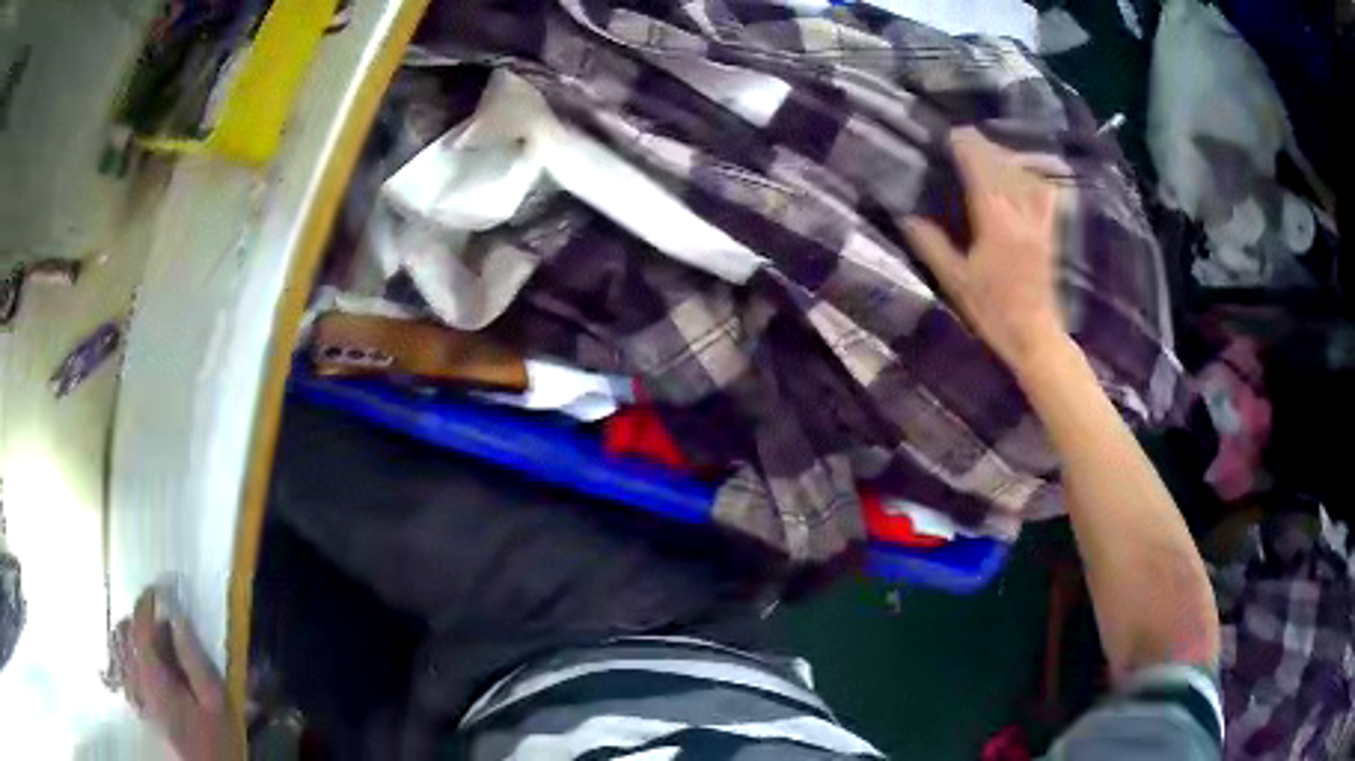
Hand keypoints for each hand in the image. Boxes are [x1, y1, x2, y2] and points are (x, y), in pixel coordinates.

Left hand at [113, 588, 236, 760]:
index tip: (160, 589)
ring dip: (131, 634)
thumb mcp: (214, 700)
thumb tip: (176, 616)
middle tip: (163, 622)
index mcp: (152, 674)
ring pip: (118, 646)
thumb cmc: (214, 737)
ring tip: (151, 638)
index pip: (139, 624)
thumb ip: (193, 658)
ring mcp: (131, 691)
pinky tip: (135, 658)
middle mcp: (134, 677)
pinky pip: (118, 665)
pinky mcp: (135, 702)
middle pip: (124, 631)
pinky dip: (123, 652)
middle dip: (140, 618)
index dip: (147, 601)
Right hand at [906, 128, 1066, 371]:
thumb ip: (932, 245)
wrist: (1033, 335)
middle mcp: (1020, 214)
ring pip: (1025, 175)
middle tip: (965, 139)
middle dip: (984, 147)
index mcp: (995, 221)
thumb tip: (907, 218)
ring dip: (1007, 158)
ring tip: (991, 152)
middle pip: (1003, 166)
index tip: (950, 134)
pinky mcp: (1048, 232)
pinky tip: (1026, 175)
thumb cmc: (992, 311)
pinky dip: (1035, 178)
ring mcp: (1038, 221)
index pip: (981, 170)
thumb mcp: (955, 281)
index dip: (966, 147)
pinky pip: (1045, 194)